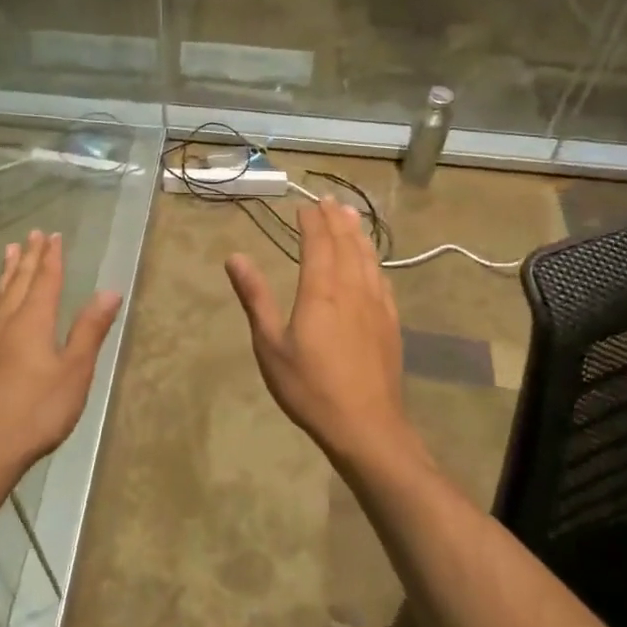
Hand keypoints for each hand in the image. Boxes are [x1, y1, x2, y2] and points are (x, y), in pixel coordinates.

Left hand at [0, 230, 122, 481]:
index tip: (54, 235)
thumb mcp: (74, 371)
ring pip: (0, 295)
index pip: (45, 280)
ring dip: (8, 272)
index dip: (52, 257)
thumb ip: (90, 329)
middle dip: (30, 257)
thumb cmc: (37, 411)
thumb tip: (109, 290)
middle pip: (20, 282)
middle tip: (33, 234)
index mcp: (33, 321)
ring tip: (10, 251)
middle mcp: (7, 322)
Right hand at [225, 198, 412, 464]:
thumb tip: (235, 257)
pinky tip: (372, 261)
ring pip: (368, 257)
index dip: (311, 221)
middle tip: (328, 201)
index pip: (318, 243)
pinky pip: (382, 279)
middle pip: (346, 243)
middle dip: (336, 219)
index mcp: (321, 291)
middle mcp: (352, 288)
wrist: (366, 426)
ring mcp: (376, 304)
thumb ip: (255, 298)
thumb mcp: (270, 345)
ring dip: (358, 233)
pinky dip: (374, 260)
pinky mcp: (390, 322)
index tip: (303, 206)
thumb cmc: (310, 387)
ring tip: (351, 215)